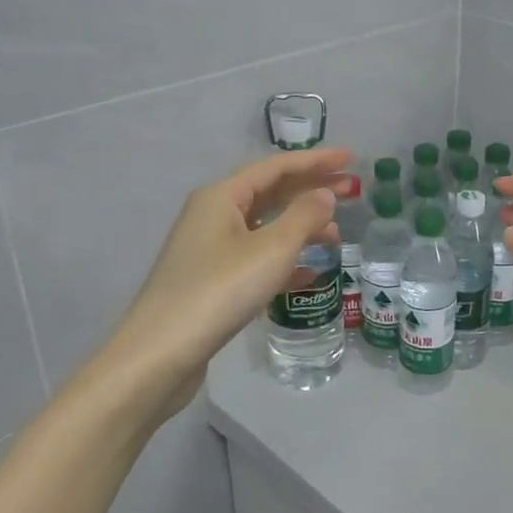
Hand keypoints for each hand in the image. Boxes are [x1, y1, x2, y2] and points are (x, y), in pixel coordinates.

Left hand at [108, 146, 351, 405]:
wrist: (161, 353)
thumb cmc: (219, 291)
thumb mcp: (271, 250)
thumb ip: (304, 217)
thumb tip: (325, 195)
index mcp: (222, 196)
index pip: (276, 167)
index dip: (316, 161)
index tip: (351, 158)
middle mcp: (213, 215)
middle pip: (270, 193)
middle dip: (310, 191)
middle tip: (351, 192)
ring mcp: (209, 249)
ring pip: (264, 227)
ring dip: (301, 227)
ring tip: (336, 236)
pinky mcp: (211, 281)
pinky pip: (255, 258)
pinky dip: (284, 260)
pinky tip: (309, 274)